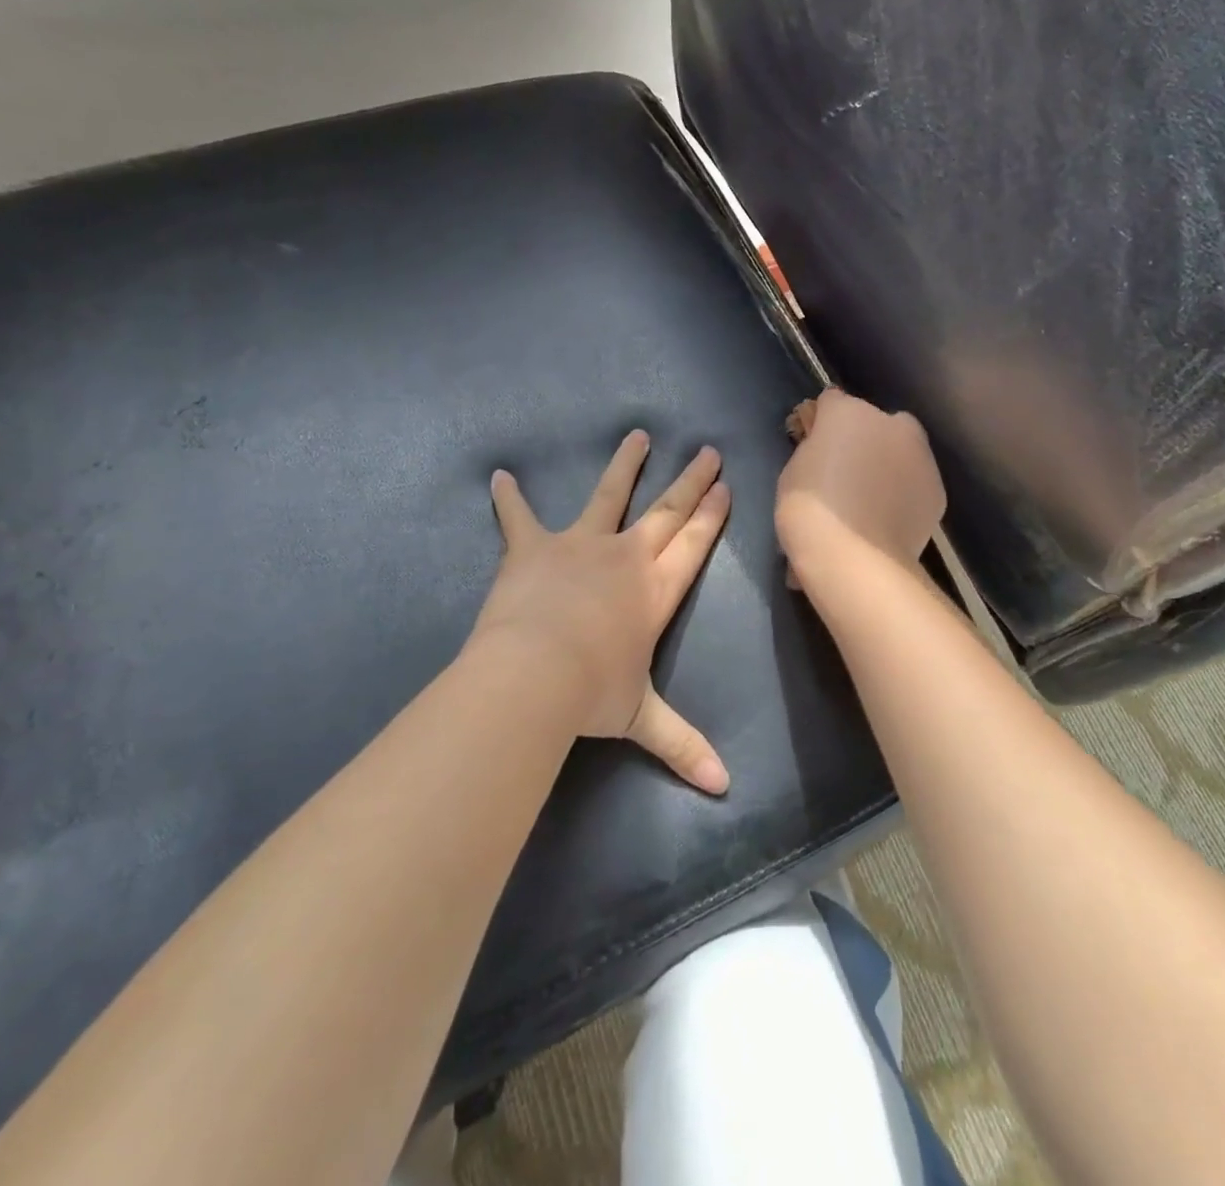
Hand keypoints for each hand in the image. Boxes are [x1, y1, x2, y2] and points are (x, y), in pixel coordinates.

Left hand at [473, 431, 731, 793]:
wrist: (532, 675)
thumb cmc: (591, 694)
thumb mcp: (641, 719)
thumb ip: (682, 746)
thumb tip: (724, 789)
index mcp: (655, 591)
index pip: (693, 545)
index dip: (711, 516)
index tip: (724, 487)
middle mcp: (626, 558)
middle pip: (666, 511)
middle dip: (690, 482)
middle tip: (708, 452)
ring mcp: (580, 545)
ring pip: (609, 496)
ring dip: (625, 465)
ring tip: (637, 435)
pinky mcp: (534, 547)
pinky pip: (519, 517)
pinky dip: (509, 498)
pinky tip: (499, 475)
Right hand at [775, 390, 944, 577]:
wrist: (855, 560)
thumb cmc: (810, 512)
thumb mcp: (794, 472)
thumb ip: (813, 450)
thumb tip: (825, 449)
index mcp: (849, 412)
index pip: (831, 402)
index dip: (820, 423)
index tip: (812, 447)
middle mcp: (891, 423)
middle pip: (874, 423)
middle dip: (862, 441)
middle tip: (844, 476)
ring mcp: (921, 456)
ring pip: (901, 452)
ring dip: (887, 466)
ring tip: (868, 506)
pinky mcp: (937, 490)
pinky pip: (914, 484)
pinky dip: (903, 495)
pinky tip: (886, 522)